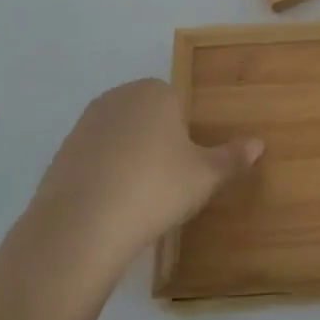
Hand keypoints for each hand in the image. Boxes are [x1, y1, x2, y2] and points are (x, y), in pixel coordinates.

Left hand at [11, 78, 261, 277]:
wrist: (80, 226)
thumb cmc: (155, 188)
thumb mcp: (205, 177)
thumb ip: (232, 158)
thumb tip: (259, 143)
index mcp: (155, 92)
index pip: (177, 101)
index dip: (185, 132)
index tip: (188, 164)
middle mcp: (118, 98)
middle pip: (146, 115)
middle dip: (157, 141)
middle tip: (169, 181)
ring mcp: (85, 124)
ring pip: (119, 136)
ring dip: (129, 158)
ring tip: (139, 198)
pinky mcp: (61, 154)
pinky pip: (94, 158)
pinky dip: (104, 175)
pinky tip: (111, 206)